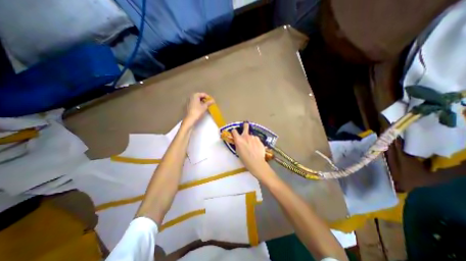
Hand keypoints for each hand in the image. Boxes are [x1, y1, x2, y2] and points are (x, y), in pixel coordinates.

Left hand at [185, 93, 214, 126]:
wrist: (190, 119)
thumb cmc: (198, 112)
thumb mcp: (204, 107)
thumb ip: (209, 103)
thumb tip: (213, 100)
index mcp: (195, 95)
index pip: (203, 94)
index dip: (208, 97)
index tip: (212, 101)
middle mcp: (191, 96)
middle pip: (199, 96)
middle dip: (205, 99)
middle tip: (209, 103)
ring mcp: (189, 101)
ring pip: (197, 99)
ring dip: (202, 101)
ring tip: (206, 105)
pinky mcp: (188, 105)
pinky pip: (194, 102)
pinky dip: (198, 104)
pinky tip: (201, 107)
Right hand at [232, 122, 269, 176]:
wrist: (256, 163)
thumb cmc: (245, 159)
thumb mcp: (238, 151)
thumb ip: (238, 144)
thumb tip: (238, 141)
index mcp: (239, 140)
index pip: (234, 131)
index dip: (234, 132)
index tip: (234, 133)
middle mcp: (246, 136)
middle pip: (246, 126)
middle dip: (245, 125)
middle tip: (245, 126)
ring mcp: (253, 137)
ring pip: (251, 135)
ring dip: (251, 138)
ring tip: (252, 146)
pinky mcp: (259, 140)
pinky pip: (256, 139)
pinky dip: (255, 142)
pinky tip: (256, 147)